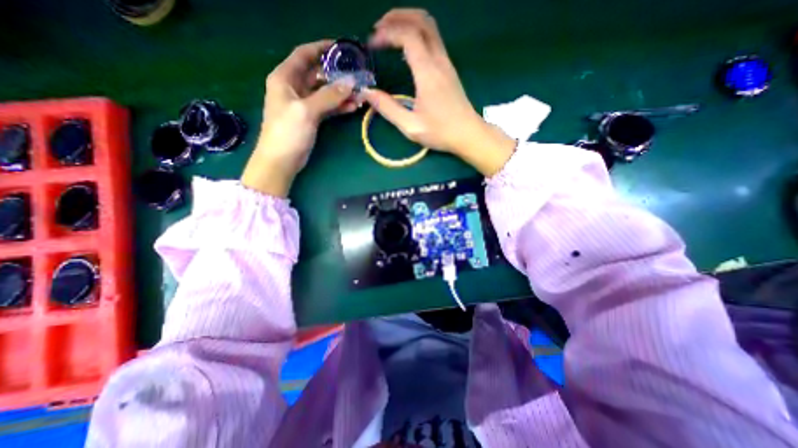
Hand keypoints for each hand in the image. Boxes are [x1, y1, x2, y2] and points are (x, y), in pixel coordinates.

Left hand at [242, 39, 356, 195]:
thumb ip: (329, 96)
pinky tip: (352, 107)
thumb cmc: (287, 132)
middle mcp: (293, 87)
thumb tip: (351, 83)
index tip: (341, 47)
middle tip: (357, 77)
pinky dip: (339, 106)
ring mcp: (304, 104)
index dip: (321, 48)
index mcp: (285, 78)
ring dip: (341, 93)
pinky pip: (327, 107)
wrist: (281, 161)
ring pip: (325, 92)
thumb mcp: (307, 111)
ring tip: (359, 95)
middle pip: (318, 75)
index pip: (304, 55)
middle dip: (337, 75)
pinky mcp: (311, 118)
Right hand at [361, 8, 513, 176]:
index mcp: (427, 73)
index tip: (372, 44)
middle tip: (379, 28)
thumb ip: (388, 108)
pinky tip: (406, 48)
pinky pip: (434, 40)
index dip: (387, 33)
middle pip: (421, 20)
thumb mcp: (410, 126)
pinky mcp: (449, 68)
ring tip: (390, 33)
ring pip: (430, 27)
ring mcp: (446, 63)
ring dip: (409, 22)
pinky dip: (417, 34)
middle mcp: (439, 61)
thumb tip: (367, 93)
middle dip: (398, 17)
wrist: (468, 134)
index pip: (407, 35)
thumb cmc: (440, 132)